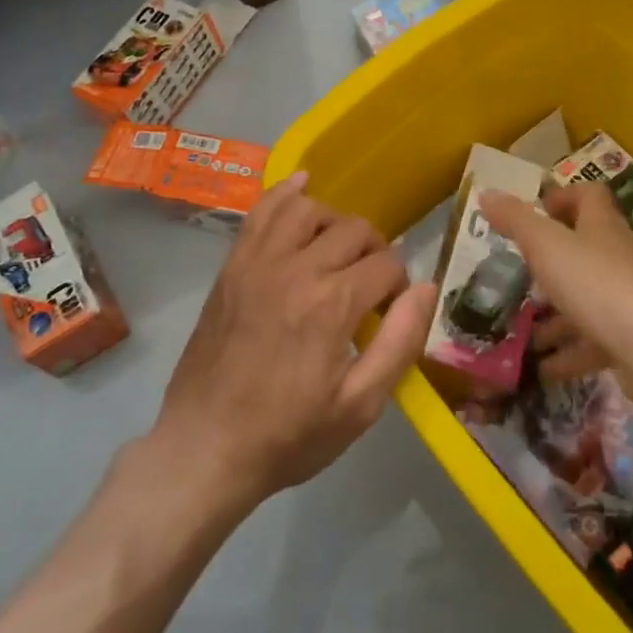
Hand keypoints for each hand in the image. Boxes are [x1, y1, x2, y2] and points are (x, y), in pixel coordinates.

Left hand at [156, 171, 434, 507]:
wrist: (205, 447)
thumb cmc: (288, 434)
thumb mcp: (359, 406)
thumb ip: (399, 341)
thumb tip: (426, 288)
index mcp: (332, 304)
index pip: (388, 264)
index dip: (400, 286)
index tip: (390, 313)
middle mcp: (297, 268)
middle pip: (354, 230)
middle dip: (375, 252)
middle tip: (371, 286)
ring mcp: (258, 262)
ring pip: (309, 208)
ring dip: (334, 222)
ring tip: (337, 252)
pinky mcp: (233, 265)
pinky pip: (261, 210)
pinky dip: (285, 191)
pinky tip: (302, 185)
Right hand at [481, 182, 632, 371]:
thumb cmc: (594, 283)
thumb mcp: (545, 245)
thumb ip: (515, 220)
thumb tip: (486, 193)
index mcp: (602, 226)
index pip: (589, 196)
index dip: (563, 197)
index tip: (536, 212)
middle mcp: (619, 257)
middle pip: (586, 249)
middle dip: (551, 262)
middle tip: (519, 274)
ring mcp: (628, 300)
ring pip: (587, 299)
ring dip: (556, 314)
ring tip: (523, 328)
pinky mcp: (630, 339)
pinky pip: (593, 341)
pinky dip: (568, 353)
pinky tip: (543, 366)